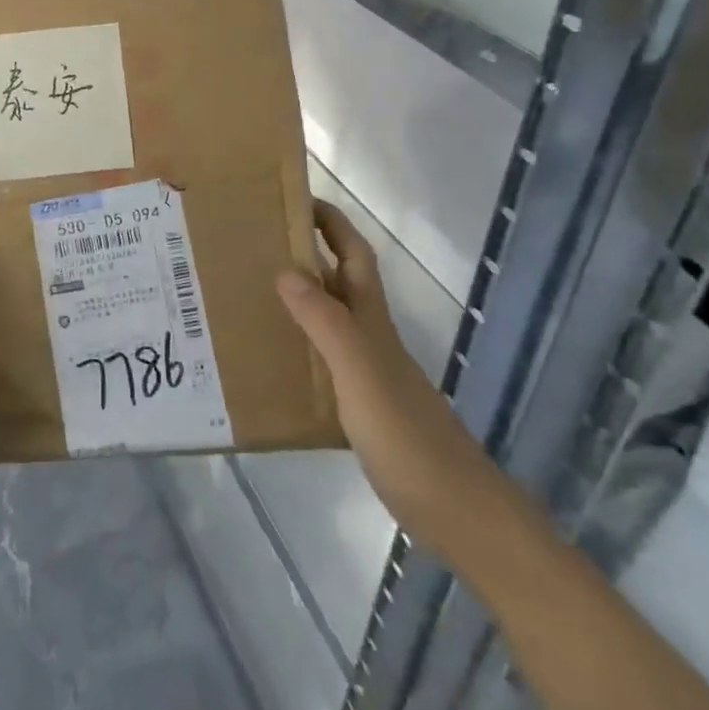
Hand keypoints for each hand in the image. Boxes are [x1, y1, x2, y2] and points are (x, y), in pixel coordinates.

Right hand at [276, 202, 491, 549]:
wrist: (457, 512)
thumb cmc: (407, 436)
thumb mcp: (360, 373)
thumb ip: (325, 323)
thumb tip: (285, 269)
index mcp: (371, 321)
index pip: (353, 254)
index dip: (331, 222)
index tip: (295, 197)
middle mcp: (370, 338)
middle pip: (340, 281)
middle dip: (308, 252)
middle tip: (256, 241)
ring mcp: (369, 373)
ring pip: (330, 318)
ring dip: (299, 297)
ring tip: (251, 290)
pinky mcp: (363, 406)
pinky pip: (324, 358)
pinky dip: (300, 345)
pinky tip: (275, 358)